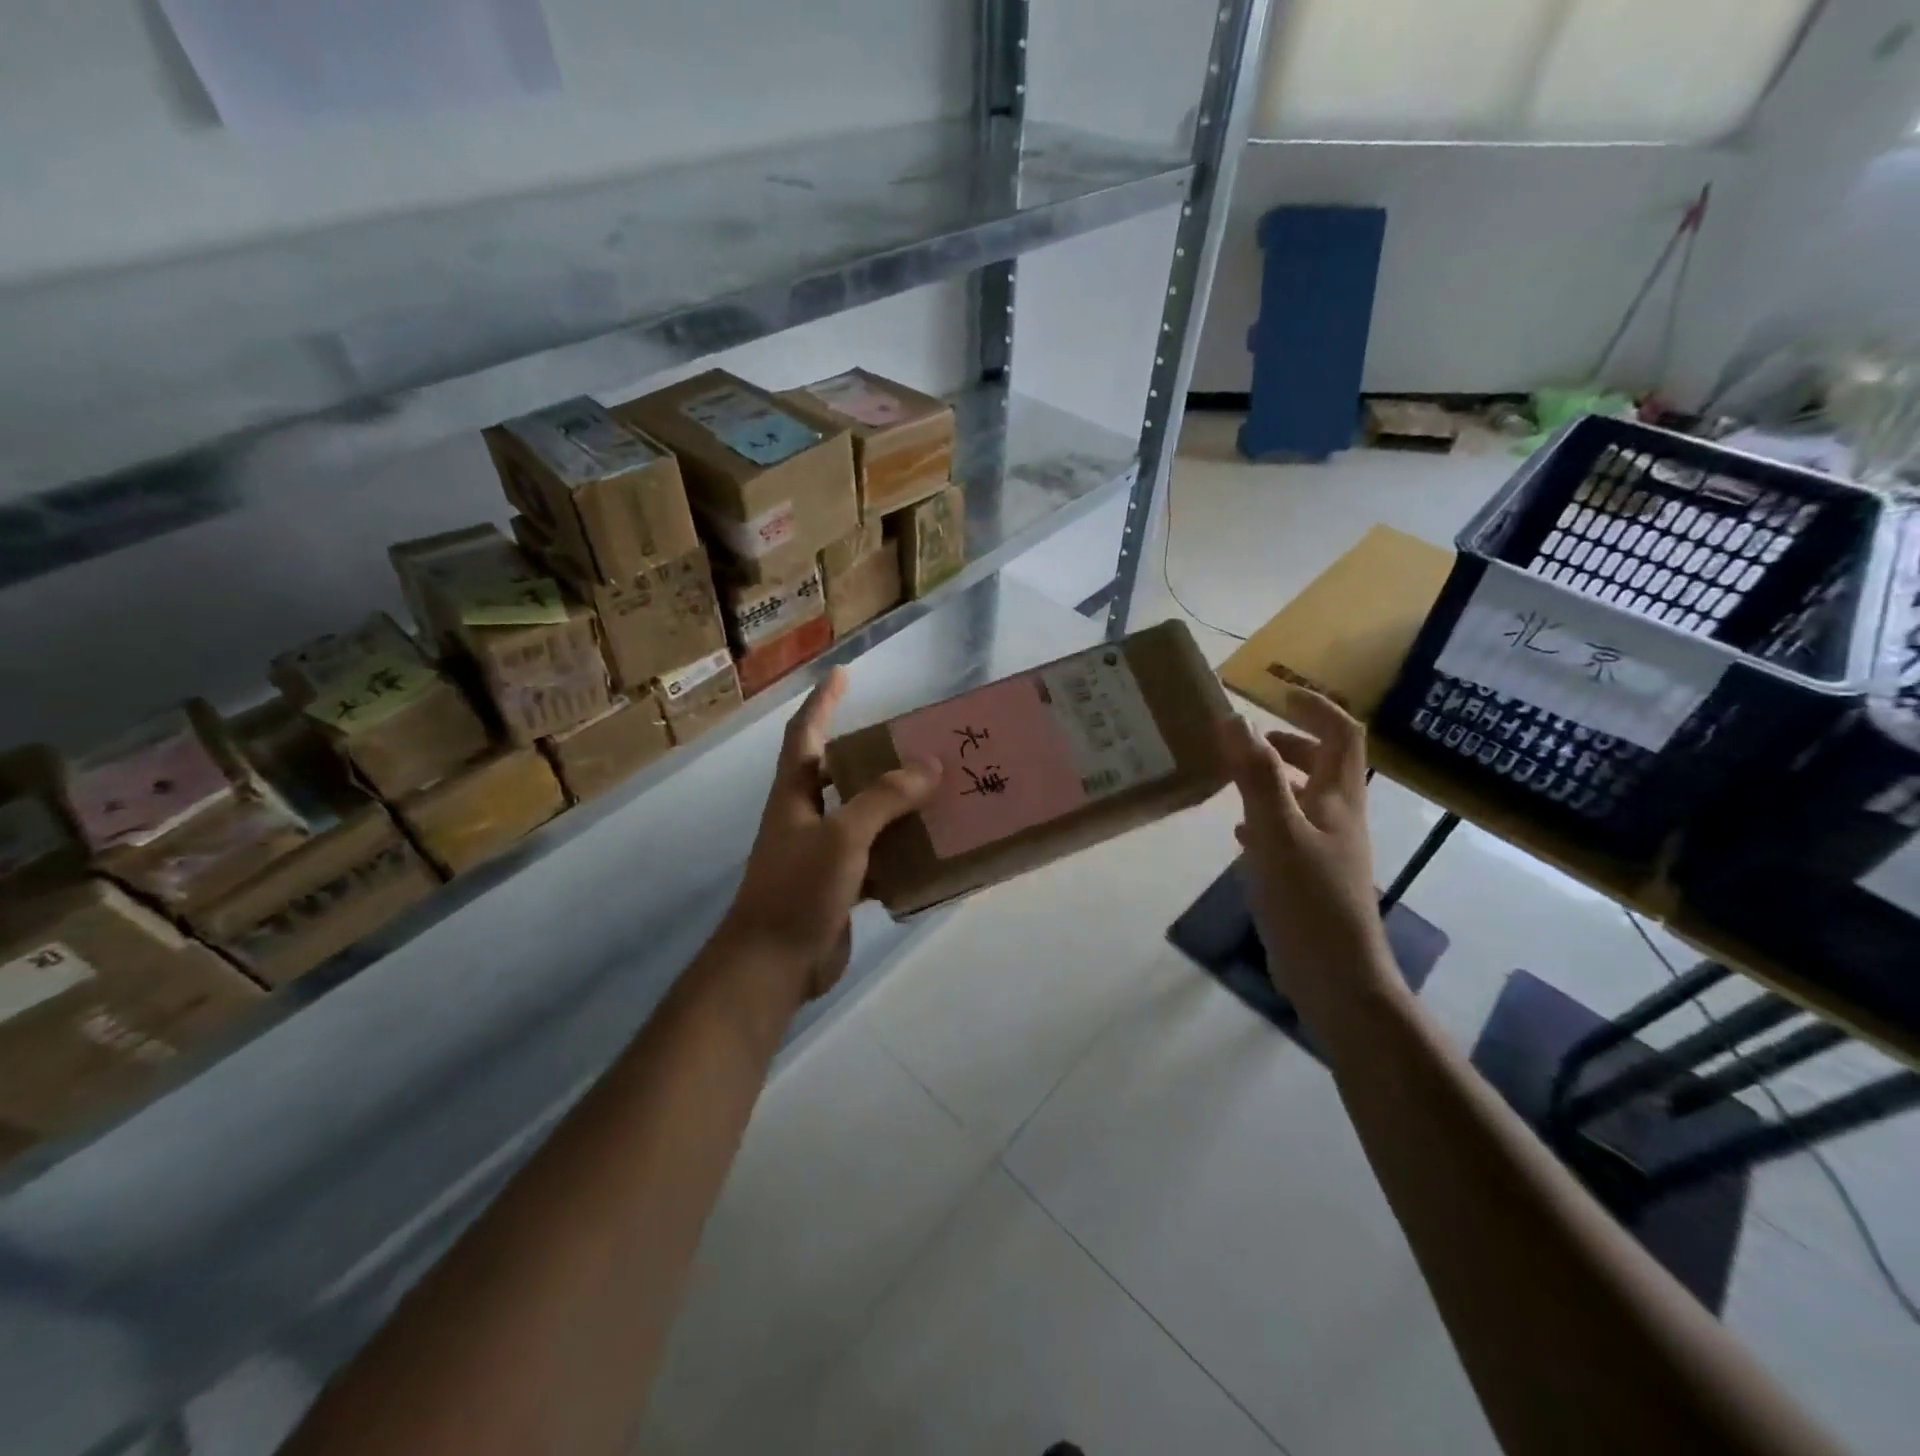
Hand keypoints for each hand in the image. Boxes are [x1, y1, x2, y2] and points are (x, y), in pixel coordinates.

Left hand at [718, 668, 941, 1001]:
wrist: (773, 965)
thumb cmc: (798, 890)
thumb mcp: (843, 837)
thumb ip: (884, 799)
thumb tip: (930, 765)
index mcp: (794, 795)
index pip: (805, 734)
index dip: (822, 702)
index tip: (842, 673)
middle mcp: (805, 817)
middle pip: (839, 773)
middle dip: (872, 755)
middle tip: (914, 742)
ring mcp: (821, 853)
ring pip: (863, 817)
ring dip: (894, 805)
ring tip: (936, 791)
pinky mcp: (838, 886)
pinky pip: (876, 858)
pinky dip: (900, 852)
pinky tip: (931, 850)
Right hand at [1221, 690, 1395, 1018]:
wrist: (1334, 975)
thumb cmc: (1308, 898)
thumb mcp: (1276, 830)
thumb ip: (1256, 775)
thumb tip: (1234, 719)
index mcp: (1339, 800)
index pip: (1342, 735)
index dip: (1316, 709)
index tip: (1280, 694)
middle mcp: (1339, 819)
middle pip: (1327, 766)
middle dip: (1294, 743)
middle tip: (1254, 738)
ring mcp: (1326, 850)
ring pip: (1305, 800)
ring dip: (1277, 779)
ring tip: (1238, 776)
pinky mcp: (1310, 878)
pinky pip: (1289, 833)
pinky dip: (1266, 819)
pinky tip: (1240, 833)